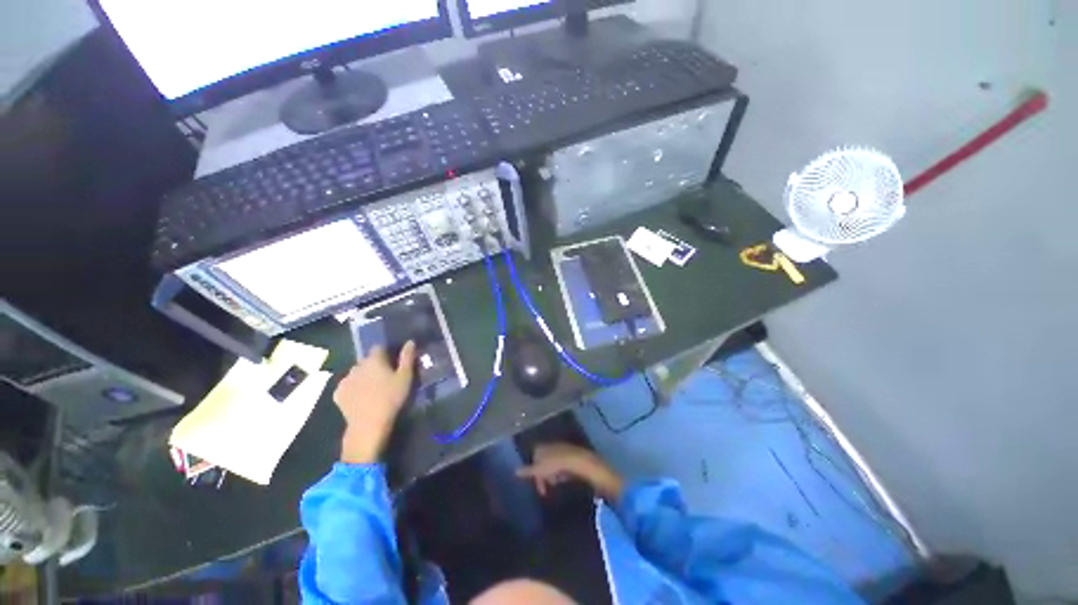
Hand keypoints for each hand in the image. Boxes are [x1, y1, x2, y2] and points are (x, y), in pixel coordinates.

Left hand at [334, 343, 415, 463]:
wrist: (368, 424)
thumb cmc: (391, 398)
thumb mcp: (405, 377)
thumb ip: (407, 358)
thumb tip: (410, 342)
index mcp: (374, 360)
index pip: (379, 348)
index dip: (387, 352)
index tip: (393, 361)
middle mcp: (356, 366)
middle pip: (367, 360)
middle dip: (375, 365)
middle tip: (385, 377)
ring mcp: (345, 380)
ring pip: (356, 373)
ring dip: (364, 376)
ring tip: (373, 388)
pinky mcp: (338, 394)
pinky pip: (348, 385)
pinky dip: (354, 388)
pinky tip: (361, 397)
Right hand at [516, 443, 623, 502]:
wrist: (578, 462)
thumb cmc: (556, 465)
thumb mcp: (539, 470)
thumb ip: (528, 471)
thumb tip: (514, 471)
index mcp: (542, 447)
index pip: (533, 457)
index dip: (533, 472)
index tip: (536, 485)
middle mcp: (551, 446)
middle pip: (543, 461)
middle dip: (543, 475)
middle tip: (545, 488)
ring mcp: (562, 450)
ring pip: (553, 464)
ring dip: (552, 475)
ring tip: (555, 484)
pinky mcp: (571, 456)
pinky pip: (562, 465)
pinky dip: (561, 473)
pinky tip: (564, 479)